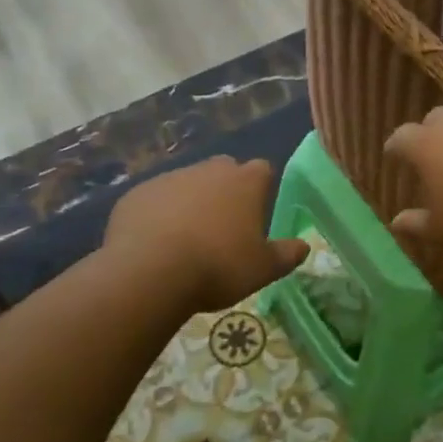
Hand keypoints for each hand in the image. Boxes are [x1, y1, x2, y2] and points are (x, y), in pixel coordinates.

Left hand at [103, 157, 308, 312]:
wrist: (150, 271)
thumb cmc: (218, 267)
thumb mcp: (263, 269)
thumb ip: (286, 255)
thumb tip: (304, 246)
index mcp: (245, 182)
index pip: (263, 170)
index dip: (262, 189)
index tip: (257, 213)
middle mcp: (209, 170)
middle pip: (224, 171)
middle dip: (226, 191)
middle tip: (223, 227)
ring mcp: (170, 177)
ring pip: (187, 183)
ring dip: (190, 202)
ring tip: (186, 239)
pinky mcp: (138, 193)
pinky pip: (155, 199)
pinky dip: (158, 214)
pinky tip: (155, 243)